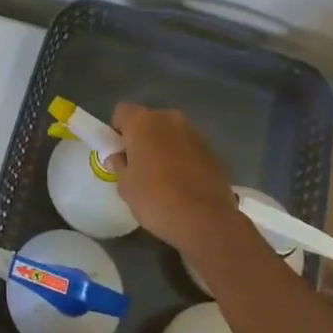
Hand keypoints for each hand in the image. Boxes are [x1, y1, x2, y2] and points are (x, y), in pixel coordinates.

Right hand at [109, 103, 241, 256]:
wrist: (206, 220)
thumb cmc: (156, 199)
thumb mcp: (125, 186)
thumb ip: (119, 165)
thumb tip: (119, 158)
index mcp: (143, 122)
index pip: (122, 111)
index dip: (118, 130)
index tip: (120, 152)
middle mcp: (169, 119)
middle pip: (149, 121)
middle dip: (143, 138)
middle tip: (140, 166)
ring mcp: (195, 133)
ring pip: (171, 134)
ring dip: (165, 147)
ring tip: (165, 178)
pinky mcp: (214, 151)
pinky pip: (190, 149)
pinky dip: (184, 159)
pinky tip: (185, 184)